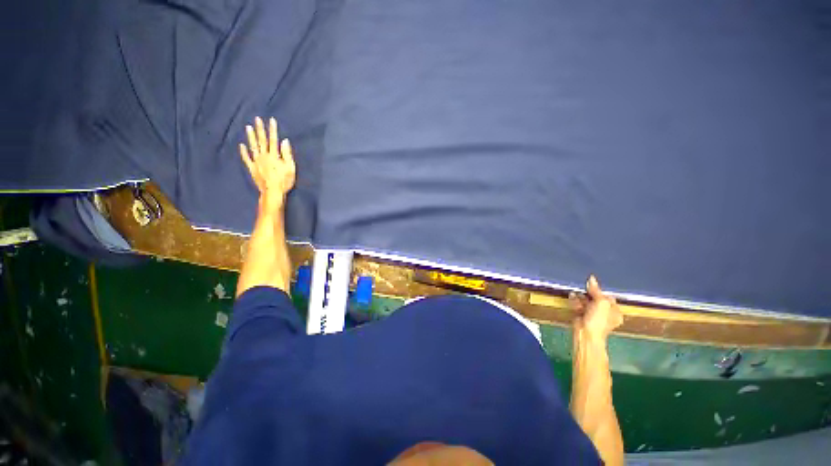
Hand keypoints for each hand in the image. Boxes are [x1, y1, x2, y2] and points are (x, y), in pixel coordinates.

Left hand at [239, 117, 295, 208]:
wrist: (272, 191)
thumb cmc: (284, 181)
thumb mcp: (291, 168)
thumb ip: (287, 154)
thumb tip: (285, 141)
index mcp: (274, 155)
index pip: (273, 140)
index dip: (272, 130)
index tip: (271, 120)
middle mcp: (264, 156)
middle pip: (262, 140)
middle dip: (260, 129)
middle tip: (257, 119)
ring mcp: (257, 161)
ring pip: (253, 146)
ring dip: (251, 136)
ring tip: (248, 127)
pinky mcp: (252, 168)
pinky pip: (246, 158)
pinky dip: (243, 151)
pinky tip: (241, 145)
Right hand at [569, 275, 623, 339]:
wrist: (586, 333)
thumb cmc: (598, 320)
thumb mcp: (601, 302)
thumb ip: (596, 290)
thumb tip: (592, 278)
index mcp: (615, 312)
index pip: (608, 297)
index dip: (600, 292)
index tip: (592, 288)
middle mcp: (605, 313)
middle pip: (596, 298)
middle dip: (589, 294)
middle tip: (584, 291)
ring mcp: (593, 315)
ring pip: (586, 301)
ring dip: (580, 297)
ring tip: (576, 295)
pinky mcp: (582, 315)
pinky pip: (579, 305)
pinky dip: (575, 301)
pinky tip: (572, 297)